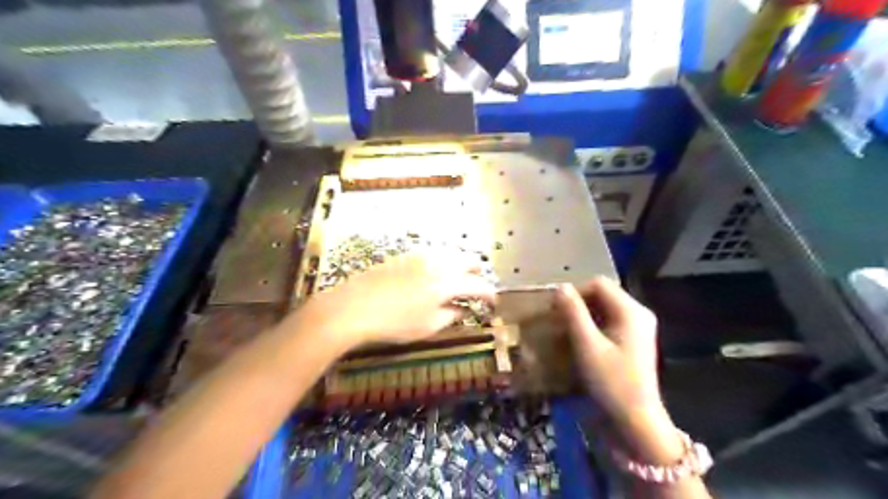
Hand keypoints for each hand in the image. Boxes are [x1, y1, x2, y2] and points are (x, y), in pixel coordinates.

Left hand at [295, 252, 496, 352]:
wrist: (354, 305)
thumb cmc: (394, 322)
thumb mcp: (428, 326)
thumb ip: (451, 316)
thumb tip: (463, 310)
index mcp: (448, 282)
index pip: (479, 285)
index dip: (489, 294)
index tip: (493, 302)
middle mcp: (439, 263)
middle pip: (468, 260)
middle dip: (478, 273)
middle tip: (477, 288)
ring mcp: (422, 255)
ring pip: (452, 253)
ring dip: (461, 265)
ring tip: (458, 279)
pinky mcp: (407, 254)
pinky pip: (435, 253)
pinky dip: (444, 261)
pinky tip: (436, 272)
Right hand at [553, 280, 657, 418]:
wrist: (636, 420)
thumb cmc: (611, 381)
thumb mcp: (587, 345)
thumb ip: (574, 313)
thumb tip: (560, 287)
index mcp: (631, 311)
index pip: (598, 284)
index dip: (575, 293)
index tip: (557, 311)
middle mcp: (638, 313)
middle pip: (602, 294)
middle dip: (578, 304)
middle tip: (558, 321)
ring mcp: (638, 327)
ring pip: (604, 308)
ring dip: (583, 315)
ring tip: (565, 331)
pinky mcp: (634, 339)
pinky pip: (609, 321)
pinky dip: (592, 326)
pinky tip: (580, 340)